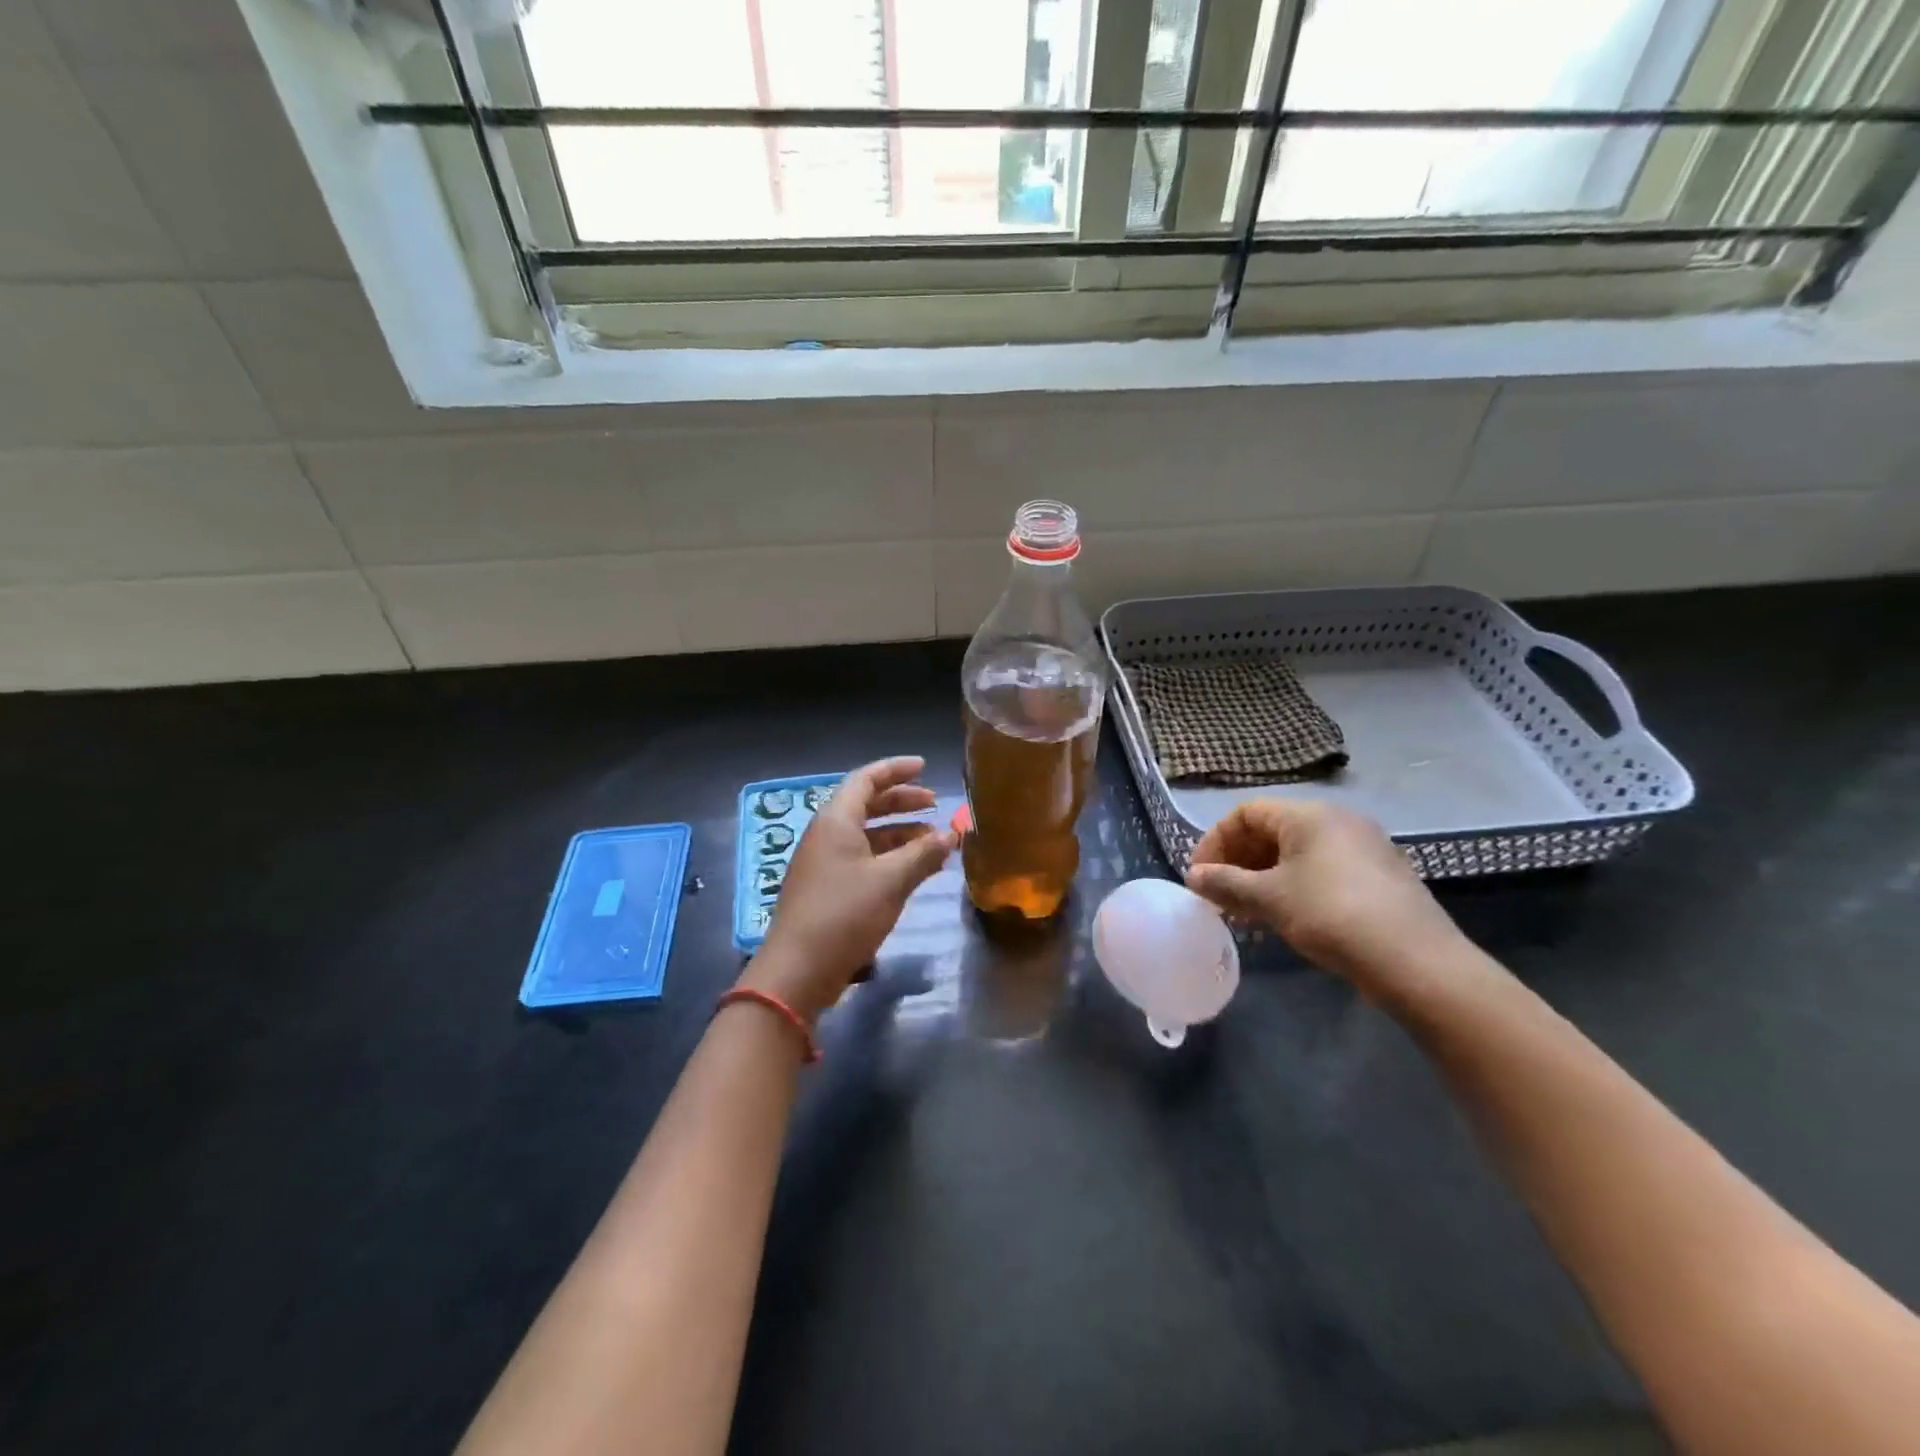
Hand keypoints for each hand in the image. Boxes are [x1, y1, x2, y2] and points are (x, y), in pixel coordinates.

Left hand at [740, 756, 956, 1021]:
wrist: (798, 970)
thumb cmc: (845, 913)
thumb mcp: (891, 880)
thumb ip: (924, 854)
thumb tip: (951, 834)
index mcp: (836, 820)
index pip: (866, 779)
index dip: (896, 770)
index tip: (925, 767)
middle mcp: (827, 835)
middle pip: (866, 805)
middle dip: (902, 802)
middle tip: (934, 805)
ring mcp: (824, 863)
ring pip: (867, 835)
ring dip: (900, 834)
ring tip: (933, 842)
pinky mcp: (827, 889)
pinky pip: (863, 860)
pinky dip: (890, 858)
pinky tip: (915, 872)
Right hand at [1185, 799, 1467, 997]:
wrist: (1415, 961)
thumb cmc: (1330, 915)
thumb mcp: (1269, 899)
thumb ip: (1226, 883)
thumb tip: (1194, 877)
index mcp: (1309, 815)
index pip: (1246, 813)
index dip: (1216, 841)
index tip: (1201, 876)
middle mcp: (1338, 820)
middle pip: (1272, 830)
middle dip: (1239, 861)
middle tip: (1221, 895)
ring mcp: (1364, 847)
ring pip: (1297, 853)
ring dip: (1264, 877)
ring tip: (1247, 911)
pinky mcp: (1380, 875)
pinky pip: (1322, 869)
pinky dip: (1294, 886)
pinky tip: (1286, 918)